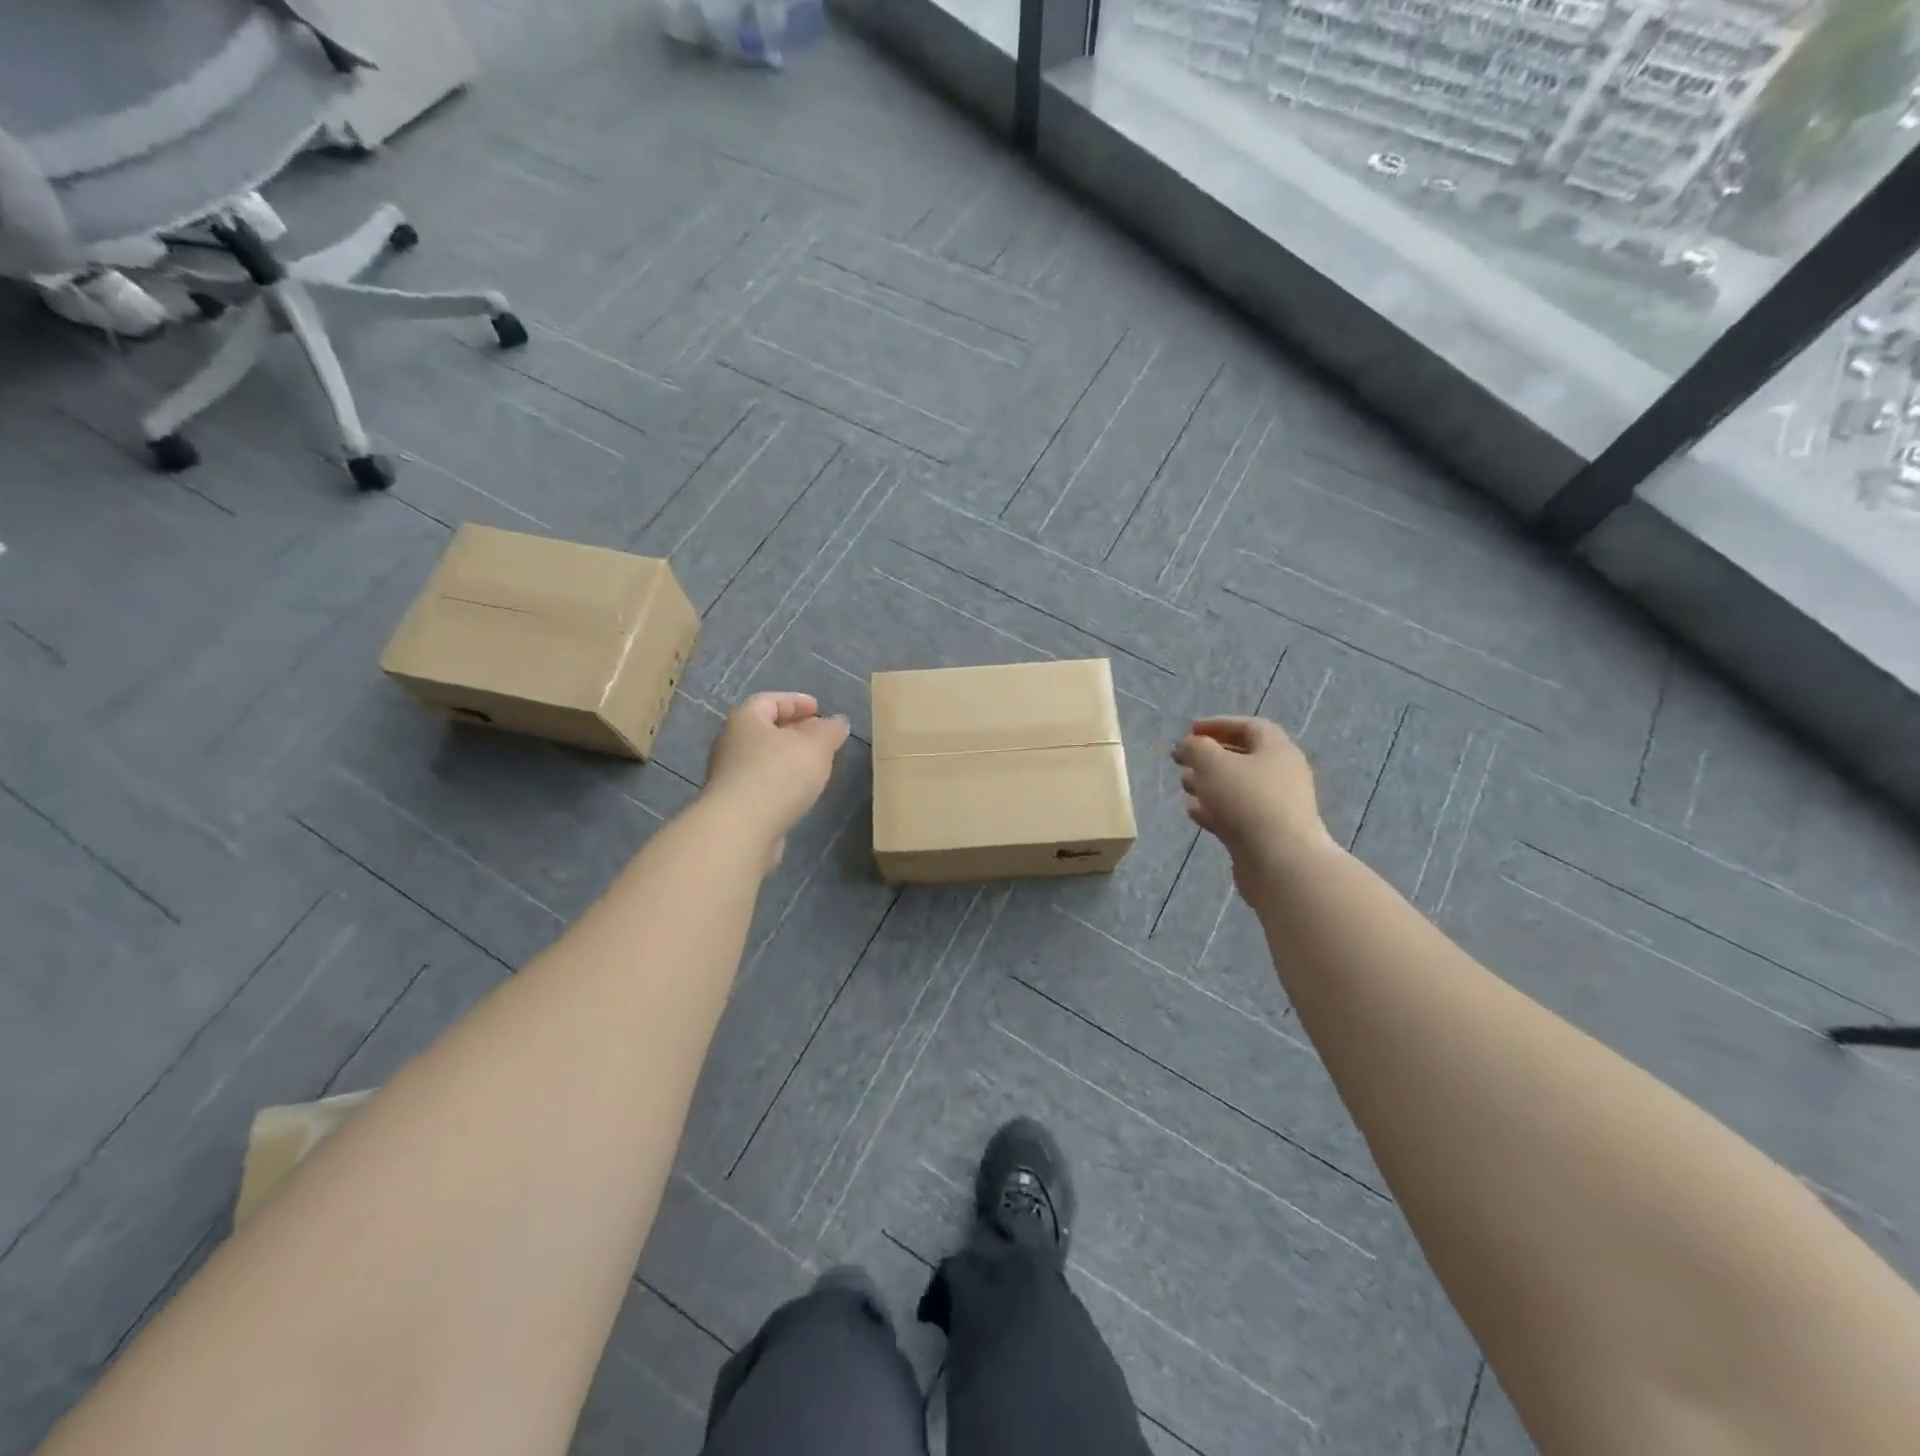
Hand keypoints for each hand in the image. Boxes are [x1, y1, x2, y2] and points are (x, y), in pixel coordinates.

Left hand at [704, 692, 850, 861]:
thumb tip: (838, 722)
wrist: (741, 829)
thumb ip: (830, 731)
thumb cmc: (779, 775)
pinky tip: (800, 792)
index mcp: (746, 720)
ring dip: (789, 758)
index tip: (819, 710)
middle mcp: (731, 743)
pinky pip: (762, 783)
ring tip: (816, 766)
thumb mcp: (816, 746)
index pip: (770, 700)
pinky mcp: (735, 804)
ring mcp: (730, 776)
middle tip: (822, 737)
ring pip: (764, 758)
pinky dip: (782, 781)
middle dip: (795, 730)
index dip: (796, 702)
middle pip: (766, 729)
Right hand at [1171, 717, 1335, 886]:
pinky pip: (1236, 815)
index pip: (1249, 727)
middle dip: (1210, 756)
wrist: (1281, 862)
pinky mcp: (1265, 835)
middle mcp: (1281, 775)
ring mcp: (1275, 807)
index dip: (1218, 724)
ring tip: (1183, 784)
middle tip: (1181, 759)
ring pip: (1237, 788)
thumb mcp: (1213, 763)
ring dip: (1209, 783)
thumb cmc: (1248, 801)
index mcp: (1277, 750)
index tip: (1189, 730)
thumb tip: (1188, 745)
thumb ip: (1196, 748)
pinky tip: (1192, 811)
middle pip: (1243, 757)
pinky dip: (1213, 809)